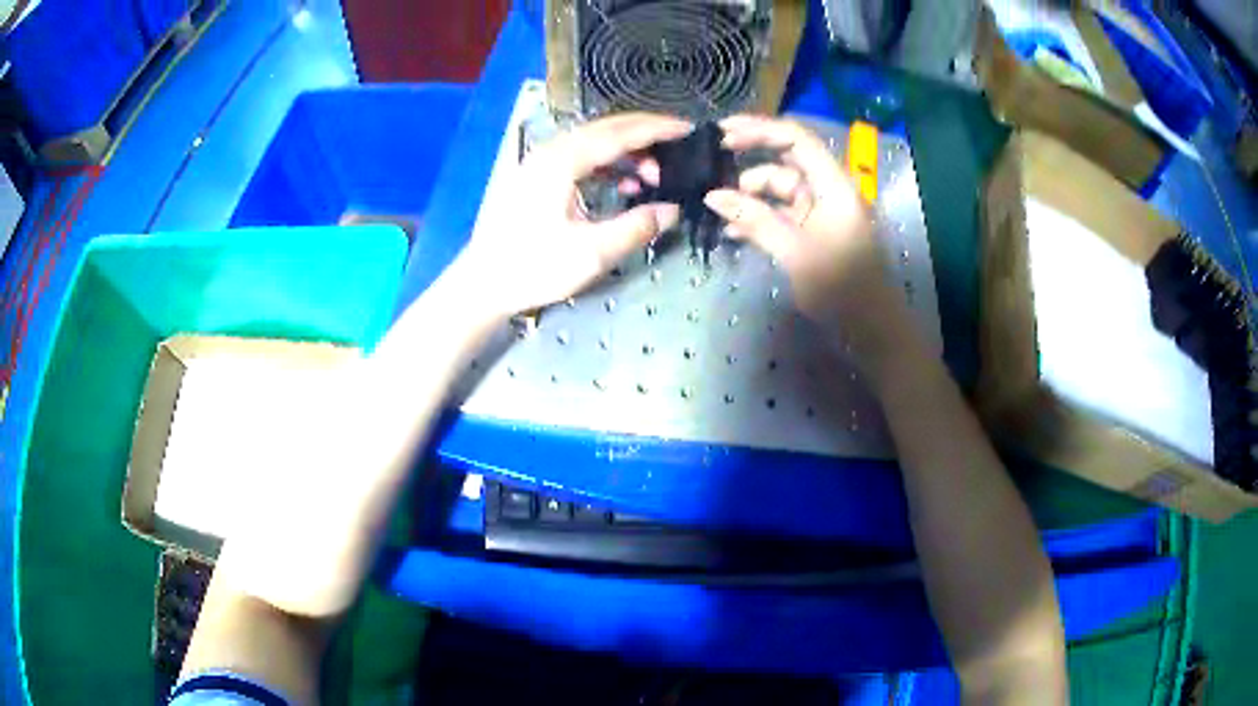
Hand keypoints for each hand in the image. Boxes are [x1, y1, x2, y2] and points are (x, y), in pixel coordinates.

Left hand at [457, 113, 690, 315]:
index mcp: (563, 162)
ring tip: (654, 177)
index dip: (656, 129)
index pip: (619, 133)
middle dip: (645, 135)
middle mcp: (551, 152)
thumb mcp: (590, 253)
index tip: (688, 129)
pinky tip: (624, 186)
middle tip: (678, 146)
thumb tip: (672, 211)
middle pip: (606, 129)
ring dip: (627, 152)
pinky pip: (580, 157)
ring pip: (594, 142)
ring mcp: (541, 162)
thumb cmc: (533, 267)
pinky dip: (608, 165)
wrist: (482, 283)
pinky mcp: (537, 177)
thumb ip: (635, 227)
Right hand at [703, 115, 914, 367]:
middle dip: (750, 162)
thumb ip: (755, 220)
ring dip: (751, 196)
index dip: (759, 130)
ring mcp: (822, 214)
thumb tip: (713, 196)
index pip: (796, 140)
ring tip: (718, 208)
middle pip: (787, 162)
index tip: (722, 135)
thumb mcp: (795, 252)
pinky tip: (734, 231)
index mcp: (834, 186)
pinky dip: (761, 219)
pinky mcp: (816, 235)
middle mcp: (829, 192)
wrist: (873, 331)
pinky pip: (783, 216)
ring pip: (781, 191)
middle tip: (711, 166)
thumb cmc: (842, 289)